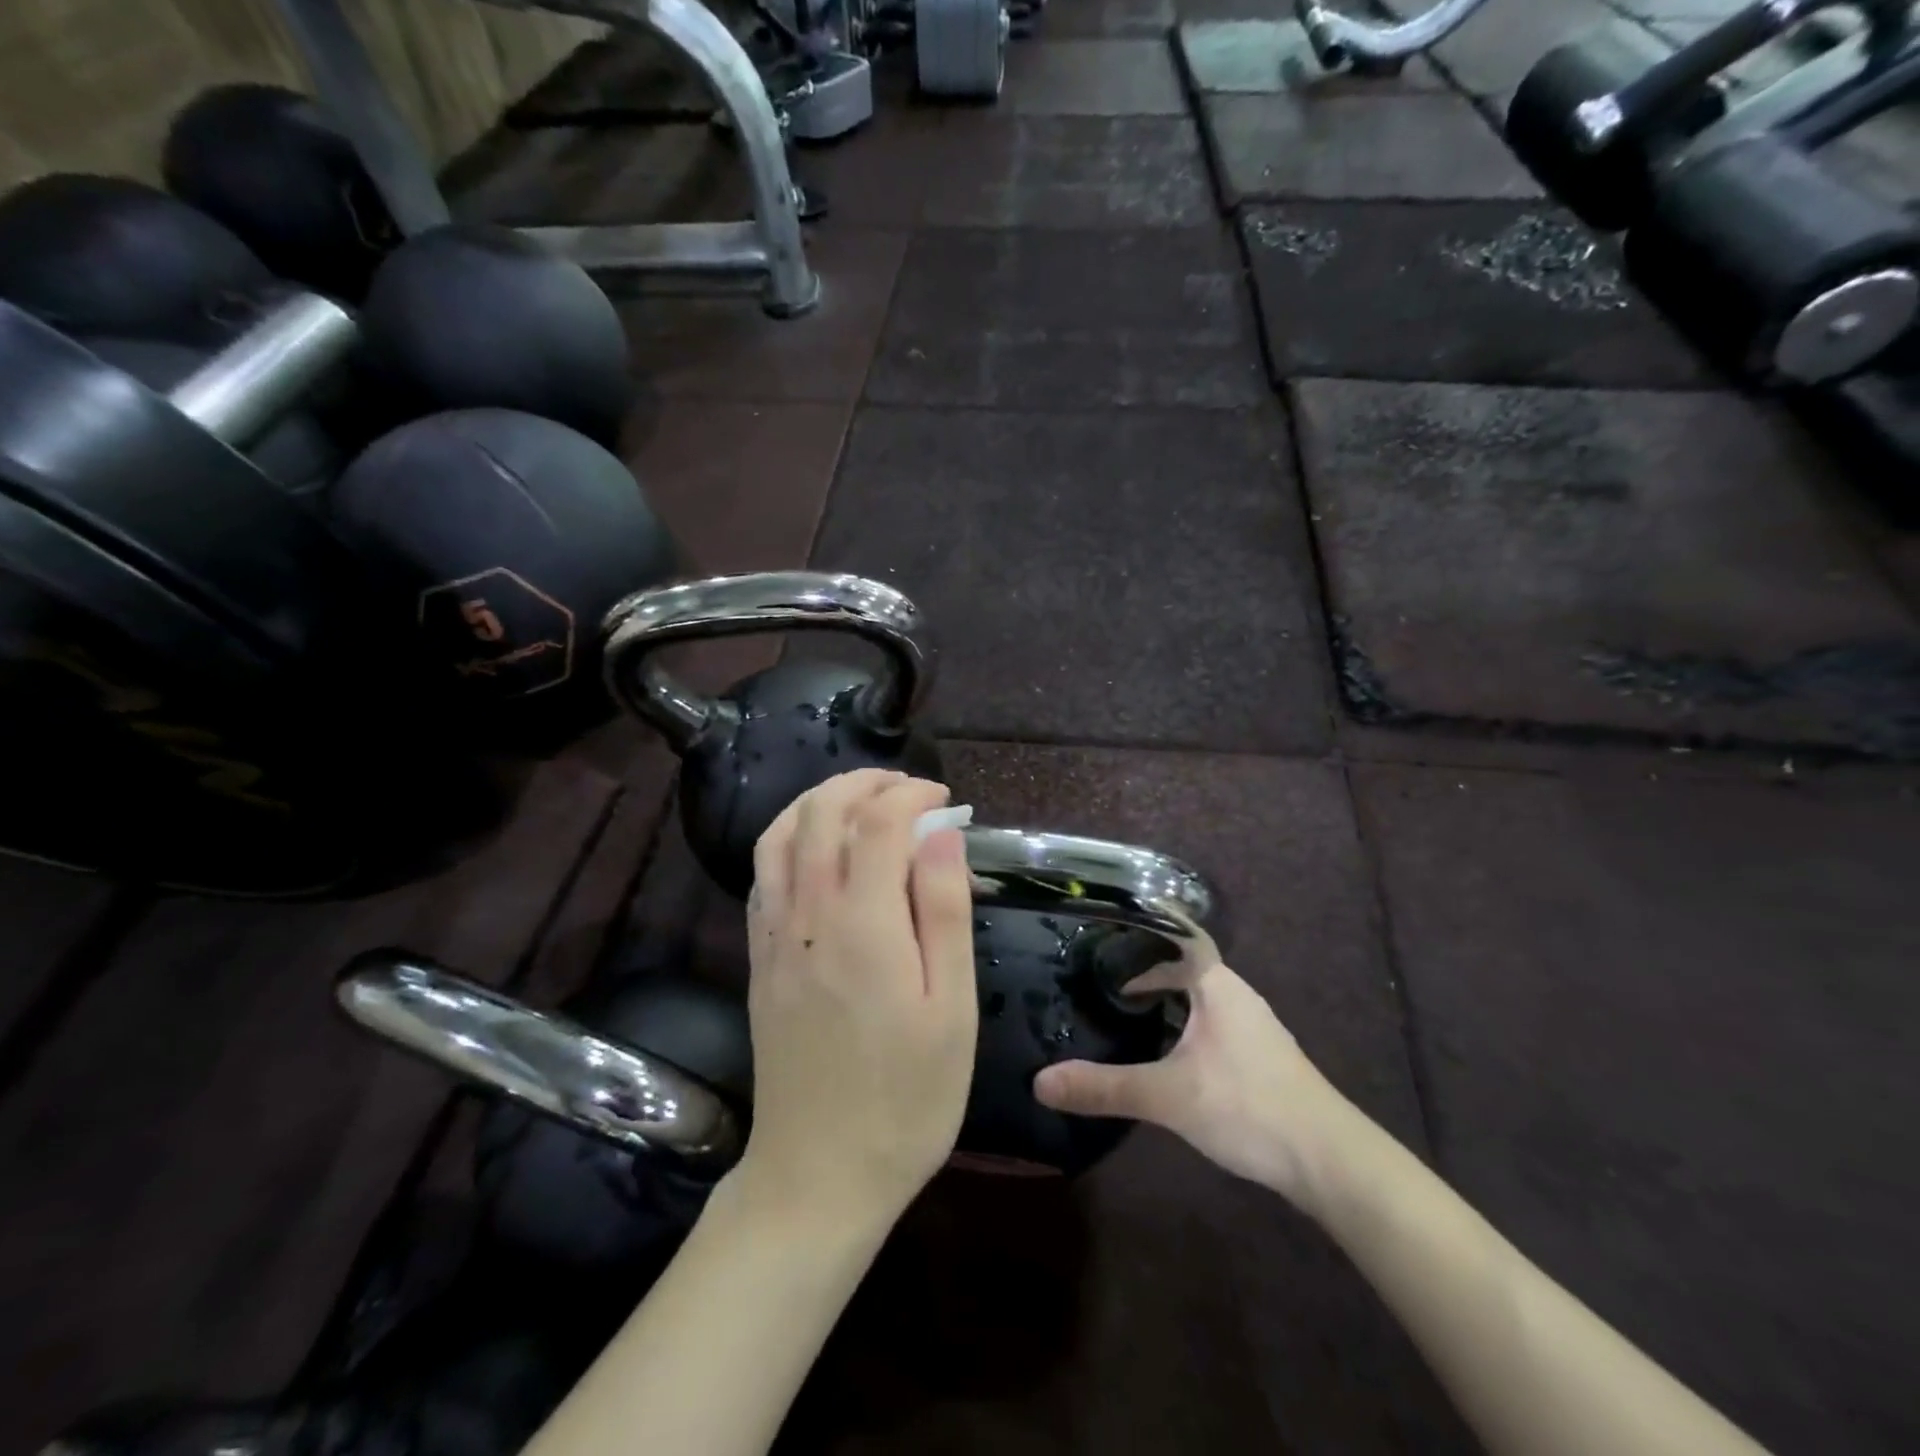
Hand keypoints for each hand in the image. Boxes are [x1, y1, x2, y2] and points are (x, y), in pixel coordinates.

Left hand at [736, 770, 978, 1231]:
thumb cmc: (907, 1098)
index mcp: (863, 924)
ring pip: (778, 835)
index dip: (912, 795)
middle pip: (819, 812)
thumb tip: (941, 833)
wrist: (819, 1176)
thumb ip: (943, 910)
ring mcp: (774, 936)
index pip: (878, 821)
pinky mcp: (759, 959)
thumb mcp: (951, 1009)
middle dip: (864, 782)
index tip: (945, 799)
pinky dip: (790, 839)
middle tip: (908, 790)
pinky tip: (820, 853)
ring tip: (861, 804)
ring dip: (819, 802)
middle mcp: (808, 915)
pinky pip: (762, 874)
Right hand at [1033, 961, 1357, 1216]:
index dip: (1135, 930)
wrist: (1330, 1162)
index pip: (1171, 934)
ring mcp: (1249, 1026)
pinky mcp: (1255, 1057)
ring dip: (1159, 1000)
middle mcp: (1234, 993)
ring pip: (1193, 998)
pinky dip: (1177, 1026)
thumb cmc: (1249, 1107)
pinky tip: (1157, 1050)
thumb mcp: (1168, 1096)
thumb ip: (1104, 1086)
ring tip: (1113, 1006)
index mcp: (1215, 982)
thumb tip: (1040, 1082)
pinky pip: (1205, 1024)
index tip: (1094, 933)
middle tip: (1089, 975)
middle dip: (1138, 969)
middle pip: (1179, 966)